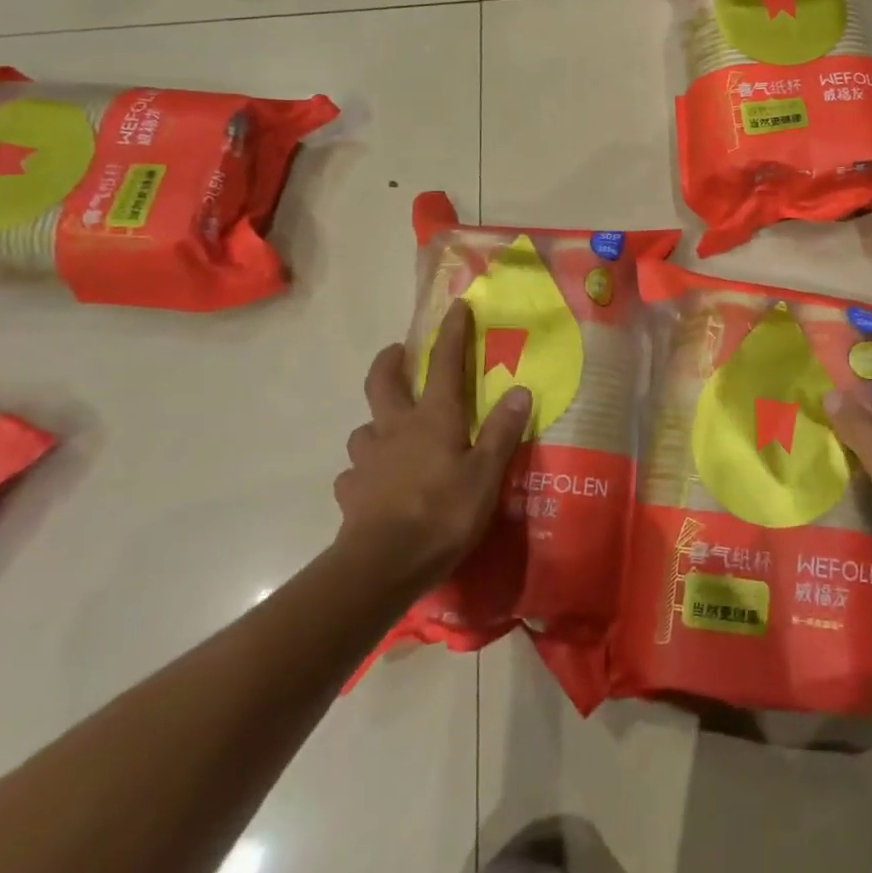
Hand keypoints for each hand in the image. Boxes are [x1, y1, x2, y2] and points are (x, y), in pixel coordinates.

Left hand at [334, 300, 531, 592]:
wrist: (382, 566)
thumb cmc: (443, 513)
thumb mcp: (486, 473)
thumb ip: (502, 431)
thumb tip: (520, 390)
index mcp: (434, 418)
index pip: (445, 363)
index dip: (452, 333)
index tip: (456, 307)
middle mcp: (395, 429)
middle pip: (384, 383)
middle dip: (390, 362)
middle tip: (397, 353)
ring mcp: (368, 460)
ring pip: (365, 428)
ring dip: (376, 422)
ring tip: (388, 431)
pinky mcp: (351, 492)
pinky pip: (355, 473)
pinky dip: (364, 471)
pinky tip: (373, 483)